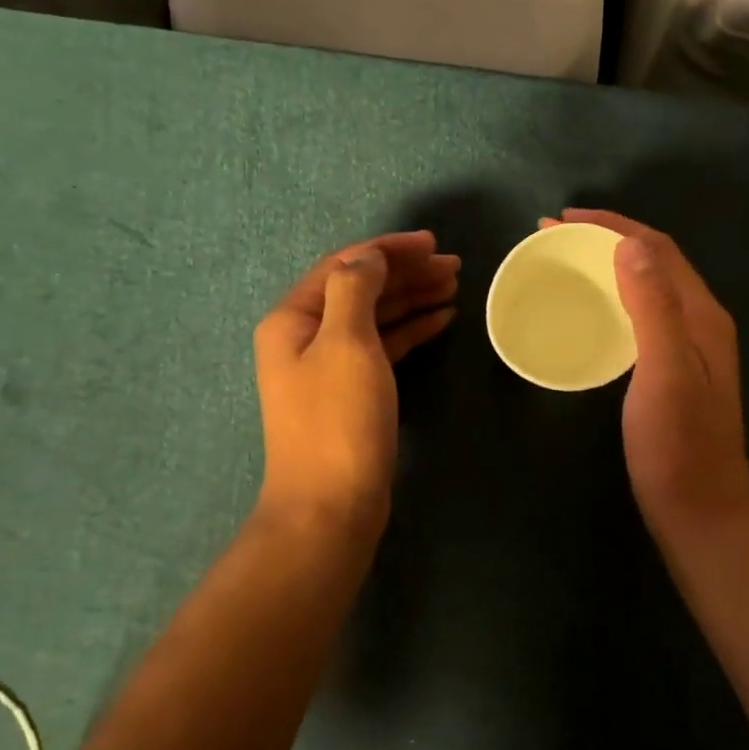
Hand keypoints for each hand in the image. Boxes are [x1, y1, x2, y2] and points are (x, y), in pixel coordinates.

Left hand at [253, 231, 457, 530]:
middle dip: (406, 273)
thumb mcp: (346, 342)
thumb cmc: (337, 420)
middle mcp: (306, 336)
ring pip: (375, 317)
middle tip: (454, 267)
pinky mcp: (352, 392)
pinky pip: (383, 347)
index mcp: (294, 318)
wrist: (330, 505)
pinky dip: (411, 330)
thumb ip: (355, 288)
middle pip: (360, 289)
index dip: (389, 249)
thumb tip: (368, 256)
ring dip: (412, 298)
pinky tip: (441, 320)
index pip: (344, 265)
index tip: (433, 244)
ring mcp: (329, 366)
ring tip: (454, 287)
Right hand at [542, 210, 748, 542]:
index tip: (560, 220)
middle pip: (654, 263)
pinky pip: (642, 317)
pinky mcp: (674, 373)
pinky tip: (592, 314)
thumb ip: (653, 305)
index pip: (657, 249)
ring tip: (567, 265)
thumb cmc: (678, 446)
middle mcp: (701, 323)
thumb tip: (629, 244)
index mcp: (702, 315)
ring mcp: (690, 350)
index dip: (611, 226)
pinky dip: (613, 300)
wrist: (700, 513)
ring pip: (648, 289)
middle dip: (606, 240)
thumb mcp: (664, 370)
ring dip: (609, 268)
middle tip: (554, 238)